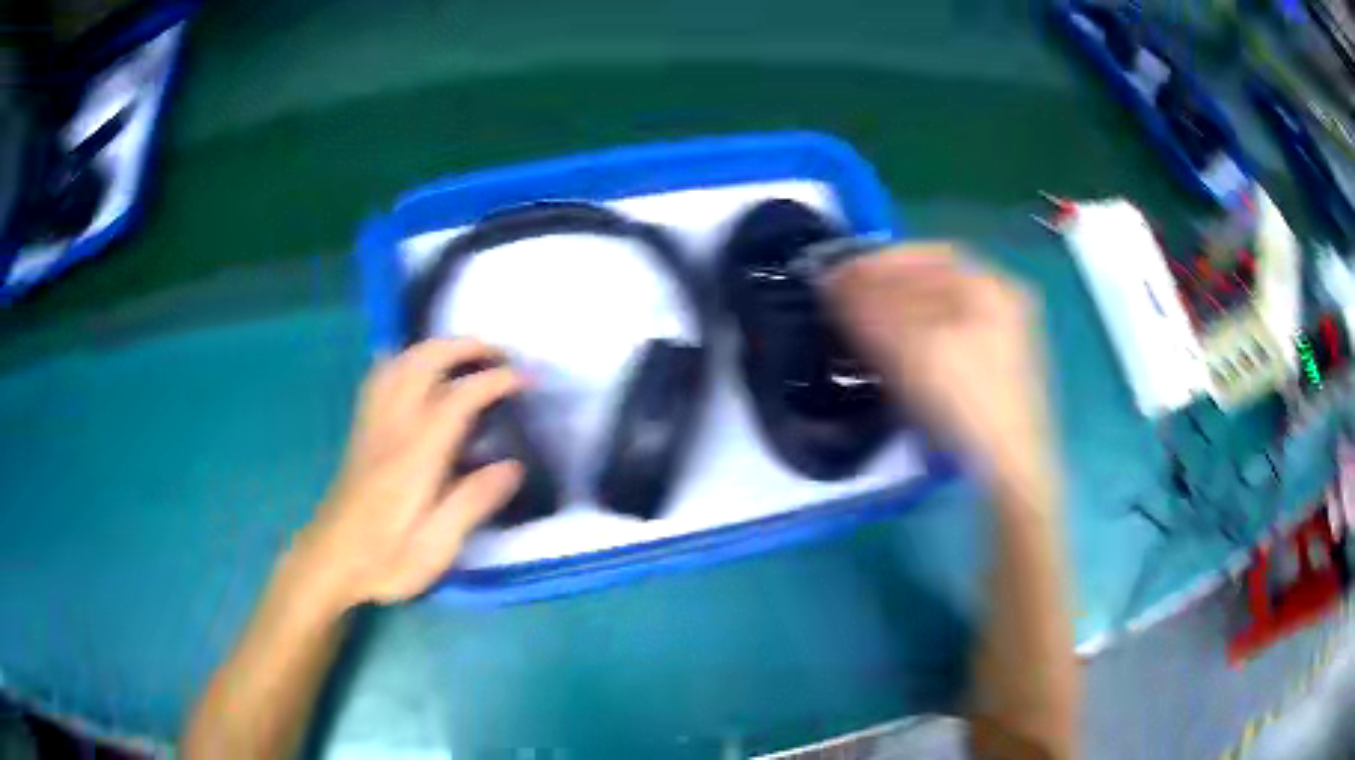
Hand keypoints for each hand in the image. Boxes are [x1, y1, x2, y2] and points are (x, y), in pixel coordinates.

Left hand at [292, 339, 525, 610]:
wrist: (329, 562)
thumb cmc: (384, 560)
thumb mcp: (434, 547)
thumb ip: (472, 504)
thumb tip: (513, 466)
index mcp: (414, 454)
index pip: (457, 397)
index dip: (494, 381)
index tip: (526, 380)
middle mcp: (391, 427)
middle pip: (424, 361)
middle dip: (464, 347)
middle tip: (499, 354)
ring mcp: (372, 424)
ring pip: (399, 362)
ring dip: (435, 347)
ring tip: (464, 354)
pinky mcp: (361, 431)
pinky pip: (380, 376)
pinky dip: (405, 359)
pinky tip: (416, 368)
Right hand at [826, 244, 1057, 508]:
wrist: (1011, 468)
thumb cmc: (966, 401)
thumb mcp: (912, 350)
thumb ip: (869, 309)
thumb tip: (833, 281)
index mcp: (991, 286)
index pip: (928, 256)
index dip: (879, 261)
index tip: (842, 275)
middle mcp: (1004, 302)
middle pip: (937, 281)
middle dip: (888, 287)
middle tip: (849, 301)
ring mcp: (1006, 337)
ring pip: (944, 311)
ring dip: (902, 311)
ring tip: (866, 327)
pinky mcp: (999, 369)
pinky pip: (952, 337)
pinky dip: (920, 337)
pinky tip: (899, 354)